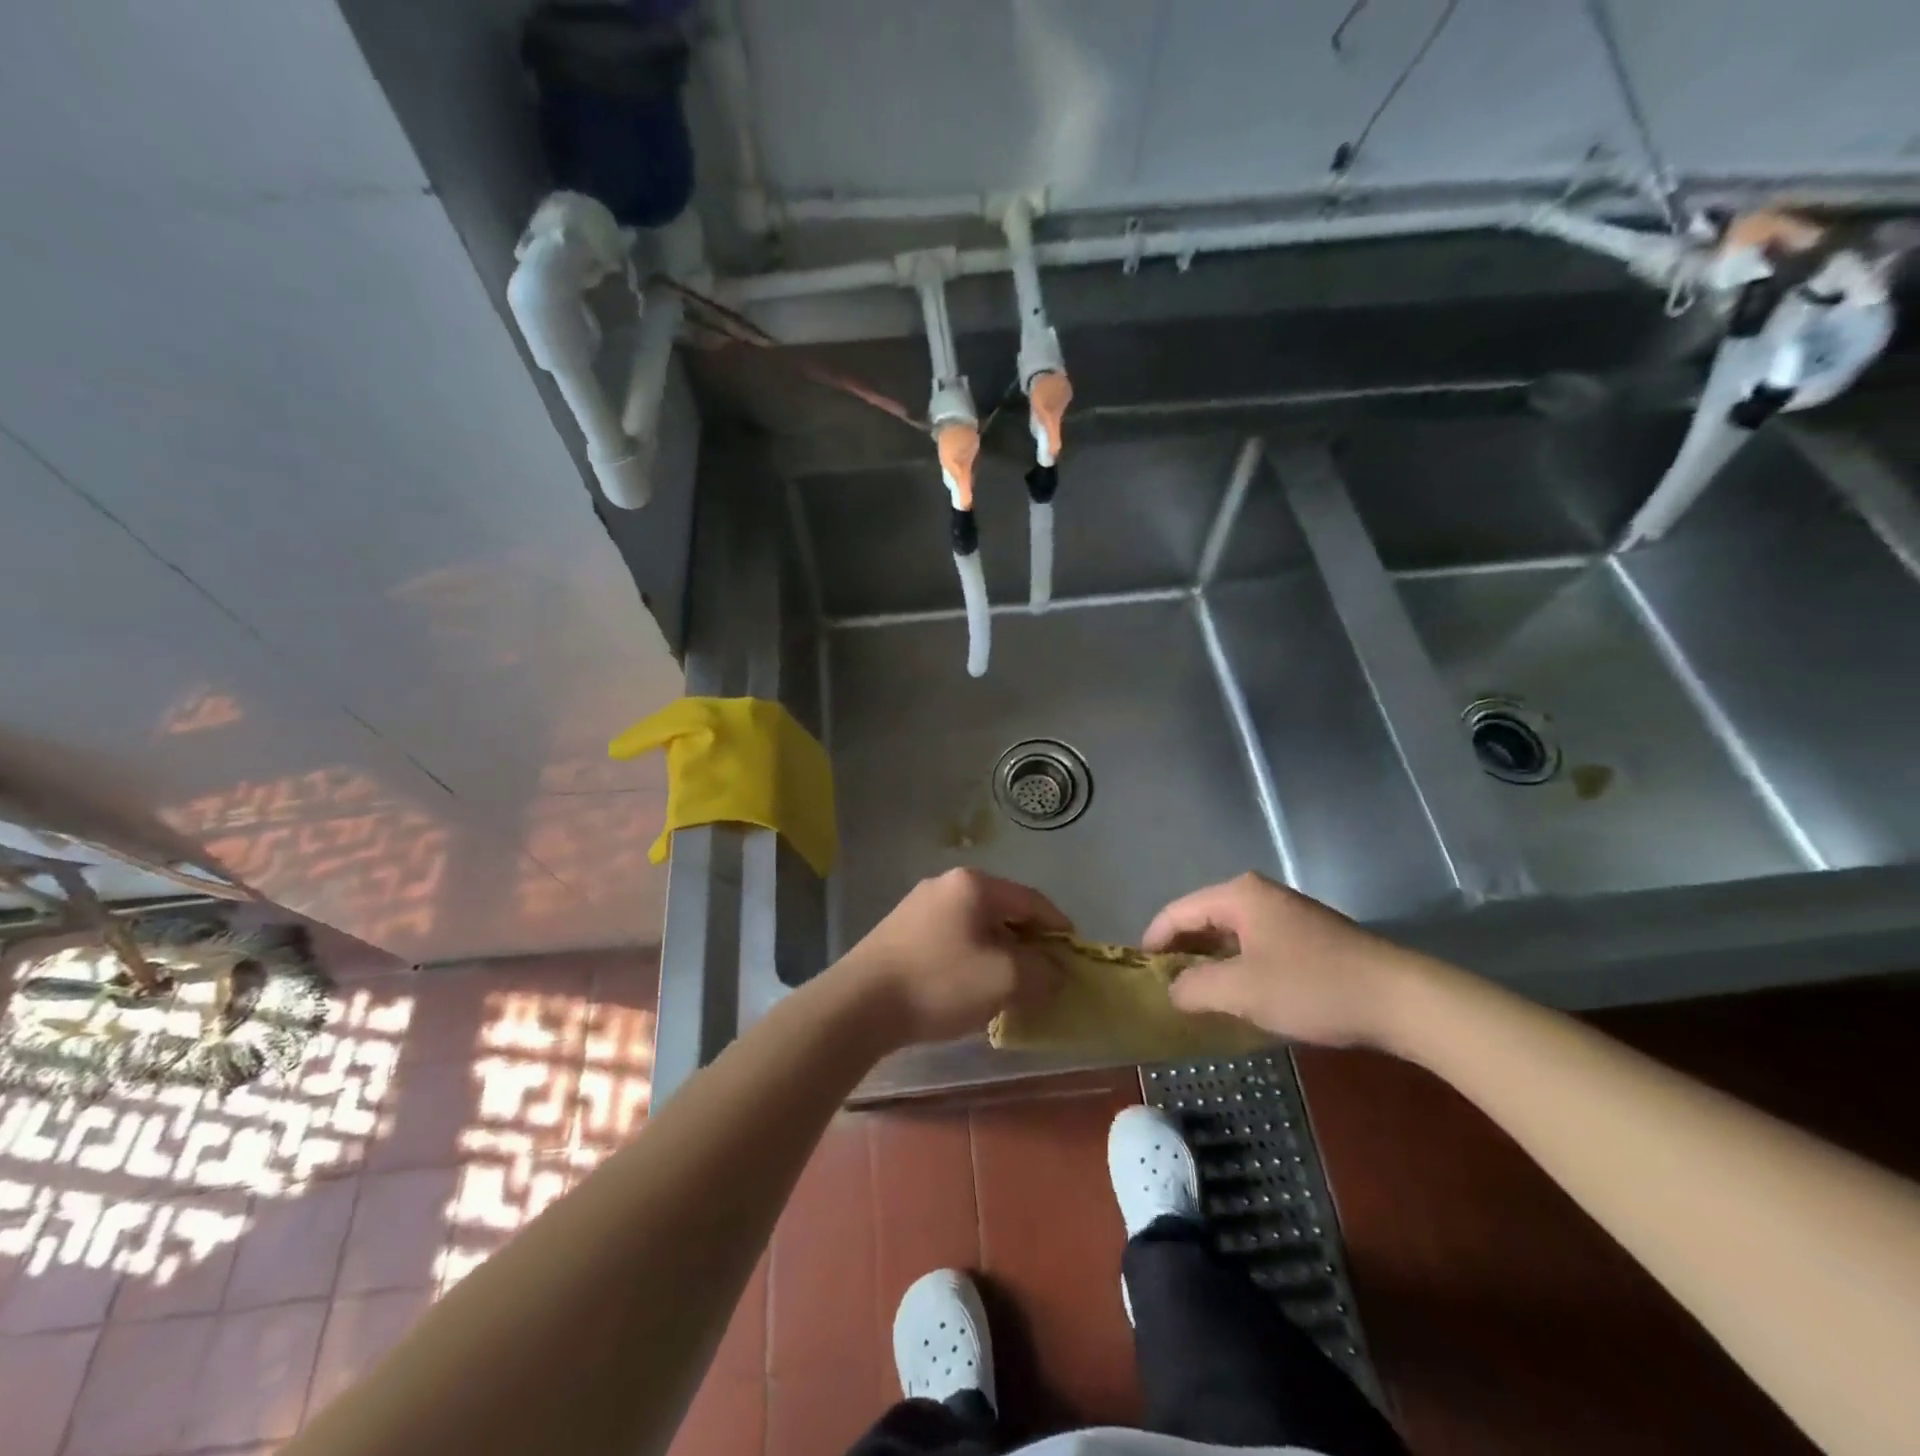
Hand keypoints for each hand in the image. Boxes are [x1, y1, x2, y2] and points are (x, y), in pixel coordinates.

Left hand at [836, 869, 1069, 1047]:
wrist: (858, 1005)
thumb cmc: (939, 983)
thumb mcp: (1005, 980)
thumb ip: (1042, 972)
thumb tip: (1055, 971)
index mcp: (974, 885)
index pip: (1032, 900)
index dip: (1059, 928)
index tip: (1074, 956)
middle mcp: (946, 884)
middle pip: (1003, 910)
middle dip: (1028, 943)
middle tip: (1043, 975)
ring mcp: (918, 905)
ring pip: (976, 926)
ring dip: (999, 952)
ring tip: (1009, 986)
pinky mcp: (900, 930)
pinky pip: (951, 938)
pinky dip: (971, 958)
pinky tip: (969, 987)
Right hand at [1144, 872, 1422, 1048]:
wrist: (1401, 999)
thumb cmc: (1312, 987)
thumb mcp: (1242, 991)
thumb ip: (1195, 988)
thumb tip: (1172, 991)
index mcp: (1238, 895)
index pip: (1177, 912)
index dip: (1154, 942)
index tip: (1139, 974)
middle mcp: (1259, 894)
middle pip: (1202, 918)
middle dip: (1181, 952)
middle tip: (1165, 987)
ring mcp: (1286, 913)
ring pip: (1230, 933)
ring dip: (1210, 961)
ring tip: (1196, 994)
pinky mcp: (1307, 935)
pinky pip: (1255, 943)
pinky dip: (1238, 965)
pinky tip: (1239, 994)